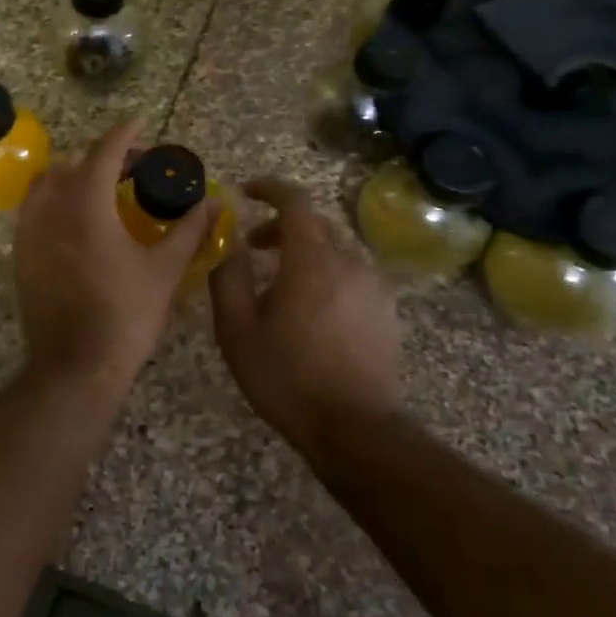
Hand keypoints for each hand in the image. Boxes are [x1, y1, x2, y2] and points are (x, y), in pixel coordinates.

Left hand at [13, 118, 215, 395]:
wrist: (75, 367)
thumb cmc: (125, 316)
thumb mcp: (164, 270)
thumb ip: (189, 229)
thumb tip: (216, 203)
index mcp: (86, 203)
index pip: (105, 151)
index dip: (126, 133)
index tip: (142, 123)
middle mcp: (50, 208)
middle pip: (74, 163)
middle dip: (104, 157)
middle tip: (134, 169)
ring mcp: (29, 231)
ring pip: (47, 184)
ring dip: (76, 177)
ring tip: (105, 192)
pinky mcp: (19, 254)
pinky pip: (34, 210)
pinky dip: (57, 201)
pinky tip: (80, 223)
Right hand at [208, 177, 402, 455]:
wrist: (353, 428)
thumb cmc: (287, 377)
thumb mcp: (237, 330)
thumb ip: (228, 277)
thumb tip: (230, 244)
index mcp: (311, 259)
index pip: (295, 201)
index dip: (269, 188)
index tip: (246, 192)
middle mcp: (349, 261)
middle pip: (316, 223)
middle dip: (282, 225)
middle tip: (254, 246)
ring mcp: (374, 285)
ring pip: (337, 247)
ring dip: (306, 249)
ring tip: (282, 281)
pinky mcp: (386, 309)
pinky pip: (354, 271)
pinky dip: (329, 270)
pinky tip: (313, 306)